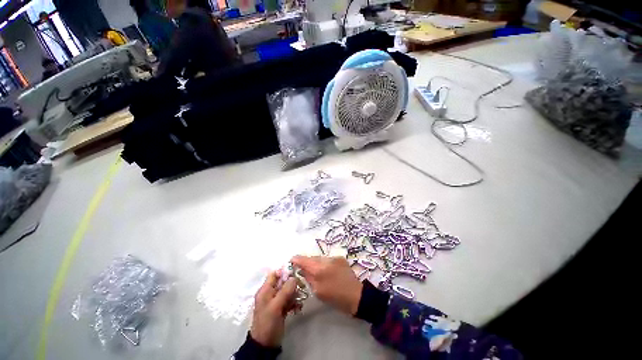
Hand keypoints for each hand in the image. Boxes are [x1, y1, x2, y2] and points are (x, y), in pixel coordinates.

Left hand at [250, 271, 296, 346]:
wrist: (265, 344)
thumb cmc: (268, 323)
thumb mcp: (275, 306)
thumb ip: (285, 291)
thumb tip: (294, 277)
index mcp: (265, 290)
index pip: (275, 274)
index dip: (284, 272)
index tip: (295, 274)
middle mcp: (270, 293)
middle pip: (283, 282)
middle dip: (292, 284)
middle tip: (301, 287)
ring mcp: (276, 301)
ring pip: (287, 291)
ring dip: (295, 293)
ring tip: (301, 299)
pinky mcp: (281, 308)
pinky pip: (289, 300)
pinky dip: (294, 302)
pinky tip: (299, 307)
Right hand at [291, 256, 362, 315]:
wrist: (356, 295)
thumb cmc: (335, 297)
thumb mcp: (318, 291)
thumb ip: (308, 278)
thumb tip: (301, 270)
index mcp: (319, 269)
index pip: (304, 260)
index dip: (296, 259)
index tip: (291, 261)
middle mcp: (326, 259)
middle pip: (311, 257)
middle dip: (306, 262)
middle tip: (302, 269)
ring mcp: (334, 257)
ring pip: (320, 258)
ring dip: (315, 262)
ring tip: (315, 271)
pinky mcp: (340, 258)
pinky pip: (327, 259)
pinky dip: (324, 263)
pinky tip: (326, 271)